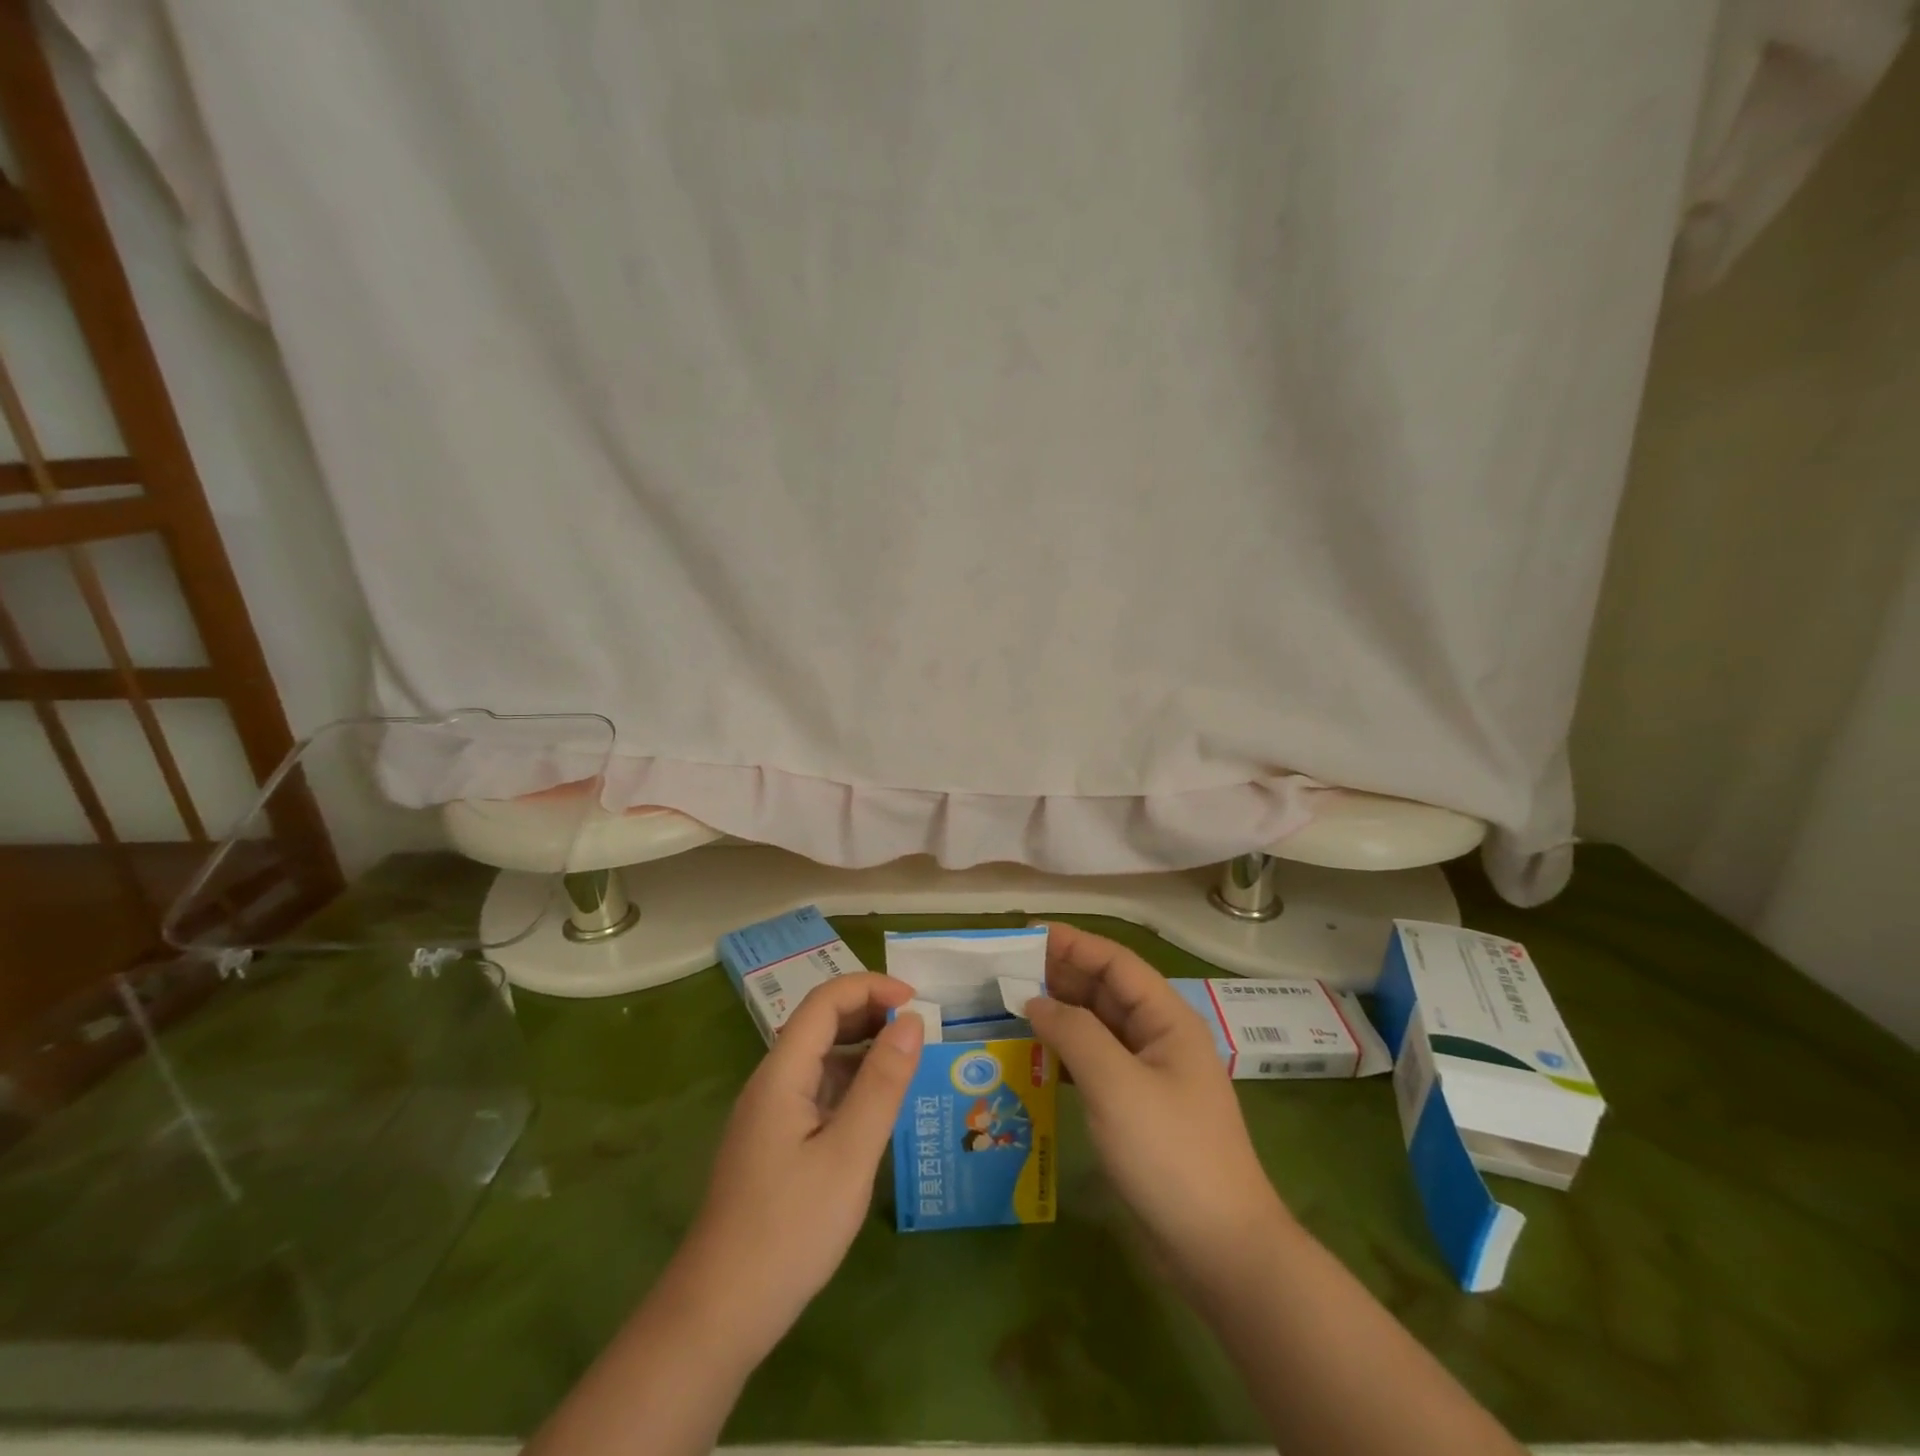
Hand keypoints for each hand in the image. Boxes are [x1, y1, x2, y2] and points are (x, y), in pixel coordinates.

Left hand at [673, 973, 923, 1356]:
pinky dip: (851, 1083)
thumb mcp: (849, 1155)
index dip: (872, 987)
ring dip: (863, 1048)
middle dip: (870, 1013)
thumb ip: (882, 1084)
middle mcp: (771, 1082)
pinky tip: (877, 1108)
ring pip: (819, 1058)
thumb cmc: (789, 1231)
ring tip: (908, 1064)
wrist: (718, 1315)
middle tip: (920, 1031)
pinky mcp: (773, 1142)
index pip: (826, 1001)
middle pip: (821, 1024)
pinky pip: (816, 1091)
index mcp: (782, 1073)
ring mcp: (769, 1113)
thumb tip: (912, 1021)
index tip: (918, 1001)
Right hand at [1024, 923, 1286, 1284]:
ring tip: (1010, 1007)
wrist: (1219, 1250)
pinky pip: (1096, 1064)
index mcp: (1167, 1019)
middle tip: (1006, 971)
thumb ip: (1074, 1033)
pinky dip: (1065, 1054)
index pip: (1116, 963)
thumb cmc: (1170, 1153)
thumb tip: (1034, 1000)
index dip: (1073, 944)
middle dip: (1060, 976)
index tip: (1025, 936)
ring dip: (1059, 1015)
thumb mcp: (1116, 1085)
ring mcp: (1150, 1075)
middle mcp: (1160, 1038)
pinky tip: (1033, 1056)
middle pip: (1106, 991)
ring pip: (1098, 1028)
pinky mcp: (1137, 1109)